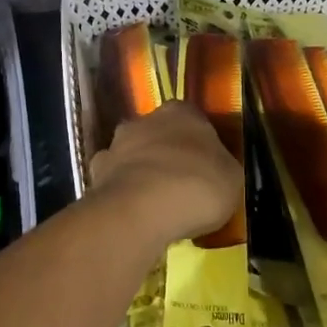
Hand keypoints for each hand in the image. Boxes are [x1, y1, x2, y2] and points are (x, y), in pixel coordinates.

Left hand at [87, 101, 241, 247]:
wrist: (141, 209)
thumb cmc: (197, 185)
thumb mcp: (231, 177)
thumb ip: (221, 166)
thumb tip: (215, 168)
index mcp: (182, 112)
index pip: (193, 120)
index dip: (200, 144)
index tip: (207, 167)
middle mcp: (144, 119)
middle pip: (159, 134)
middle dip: (167, 154)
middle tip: (182, 185)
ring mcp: (116, 145)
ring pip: (133, 155)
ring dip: (142, 172)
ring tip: (156, 204)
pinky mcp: (96, 172)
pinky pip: (114, 181)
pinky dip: (123, 193)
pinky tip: (134, 214)